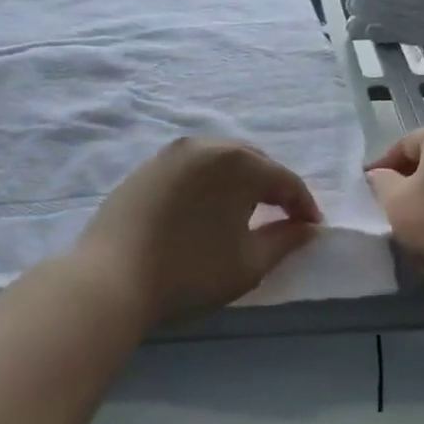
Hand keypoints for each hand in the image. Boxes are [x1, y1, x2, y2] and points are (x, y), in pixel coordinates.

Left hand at [76, 138, 322, 326]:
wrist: (111, 278)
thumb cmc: (191, 272)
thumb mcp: (250, 263)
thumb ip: (286, 241)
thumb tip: (307, 229)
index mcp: (239, 162)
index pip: (285, 180)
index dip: (304, 205)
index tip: (312, 229)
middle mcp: (207, 145)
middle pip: (254, 162)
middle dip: (274, 187)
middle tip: (284, 217)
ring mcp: (172, 153)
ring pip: (221, 160)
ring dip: (241, 182)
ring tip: (248, 211)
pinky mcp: (147, 167)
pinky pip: (193, 168)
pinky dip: (210, 183)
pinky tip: (208, 208)